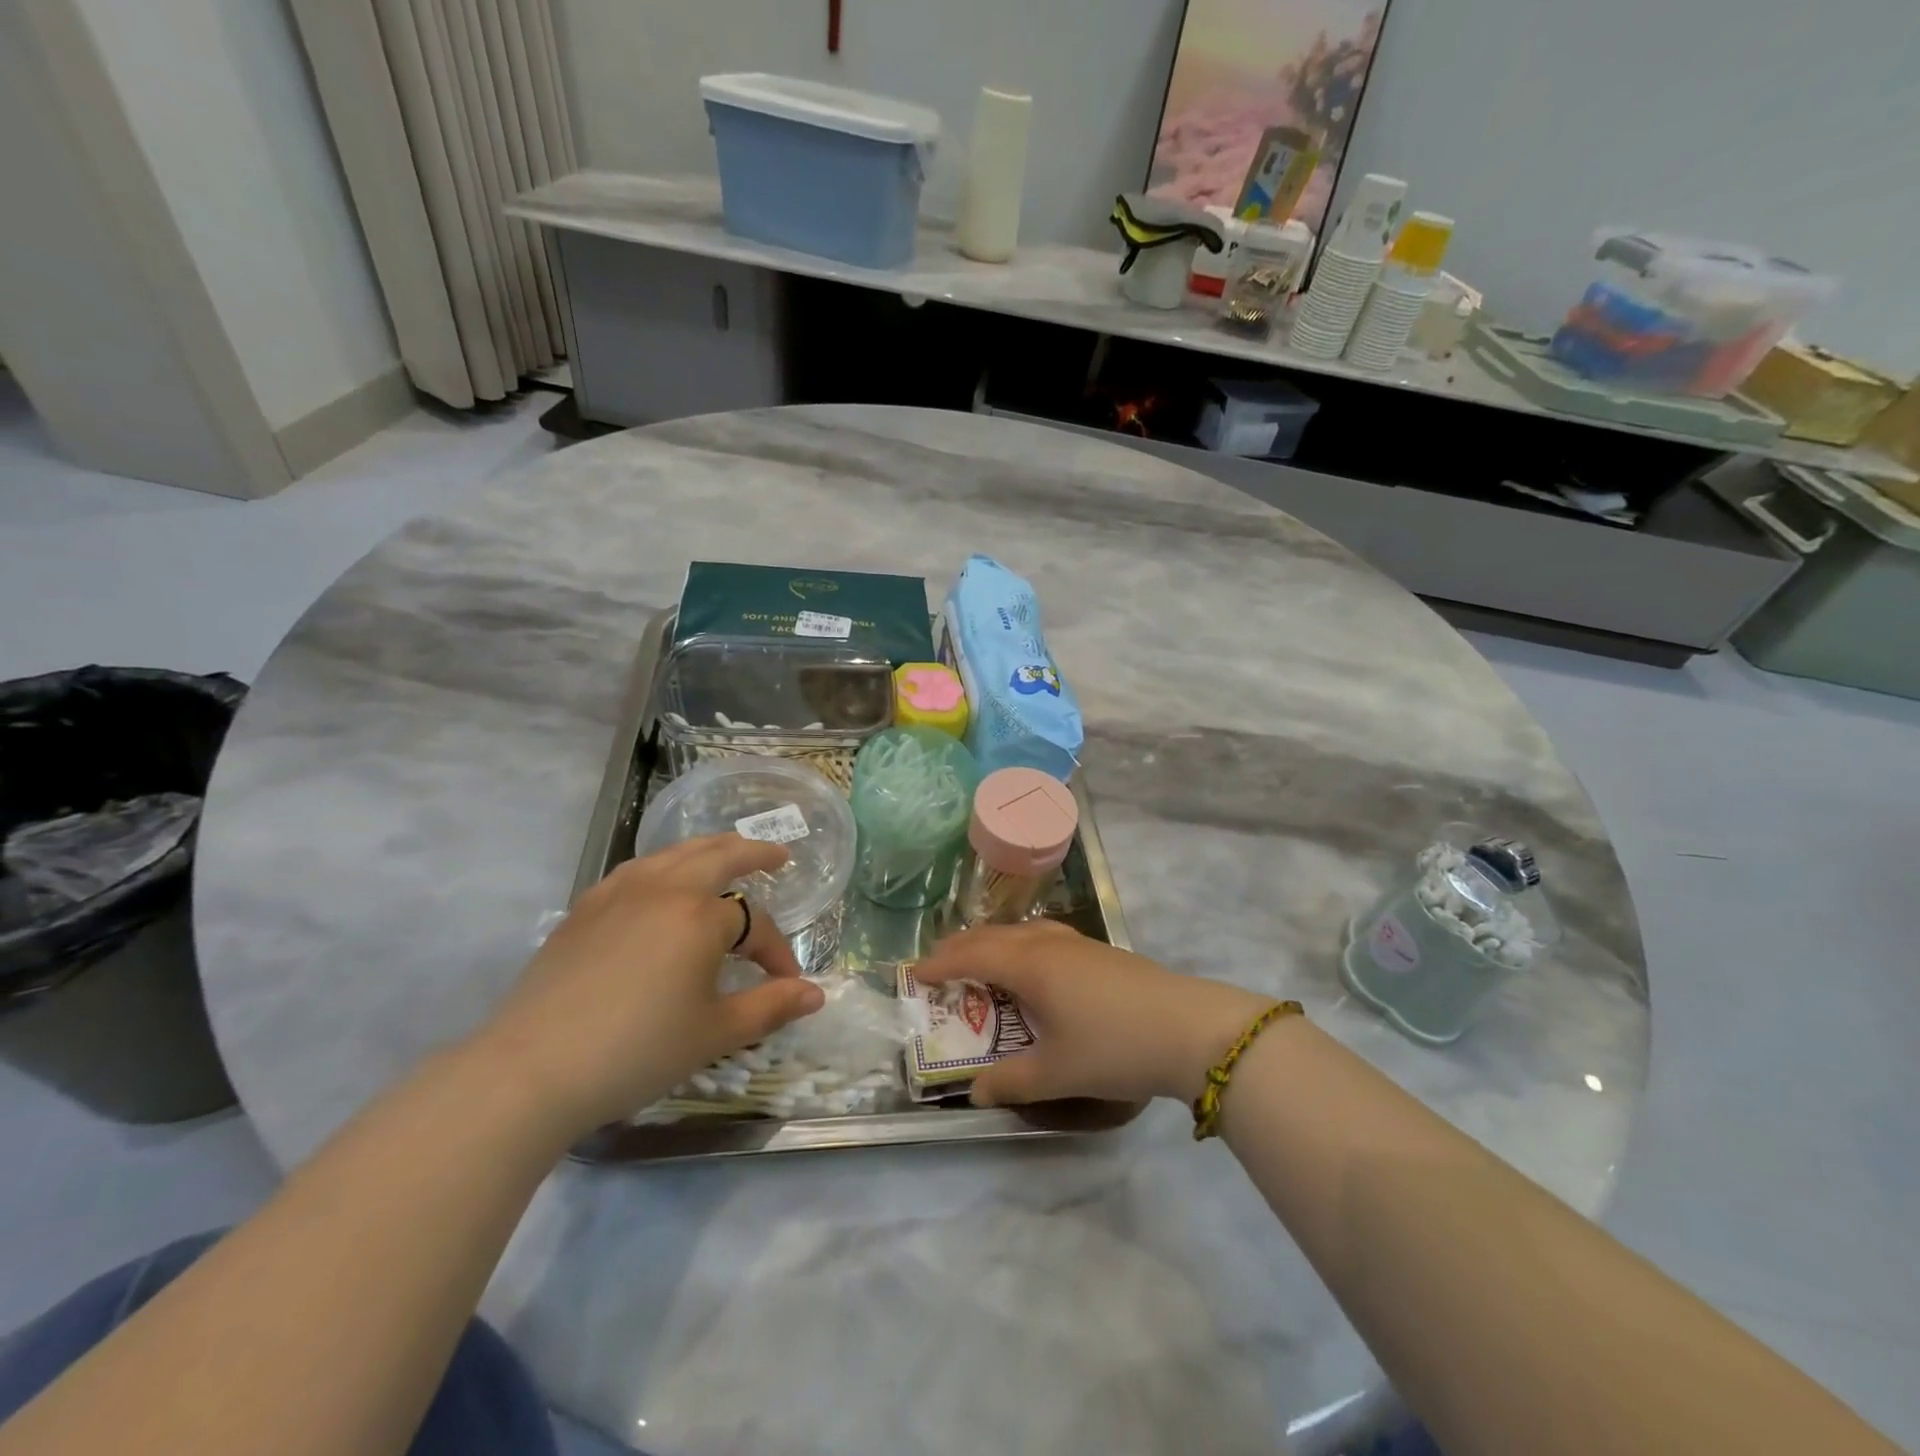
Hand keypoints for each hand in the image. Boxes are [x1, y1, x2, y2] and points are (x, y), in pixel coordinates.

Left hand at [478, 835, 824, 1134]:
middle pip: (718, 855)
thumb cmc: (636, 1051)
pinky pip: (637, 869)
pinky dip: (665, 864)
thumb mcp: (714, 1034)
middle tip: (777, 856)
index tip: (786, 984)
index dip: (776, 953)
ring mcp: (618, 892)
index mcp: (700, 916)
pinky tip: (662, 883)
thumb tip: (816, 994)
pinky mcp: (585, 907)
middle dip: (754, 853)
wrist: (530, 1069)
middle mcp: (664, 888)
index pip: (754, 925)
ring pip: (675, 853)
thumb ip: (770, 1007)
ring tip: (725, 855)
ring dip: (709, 849)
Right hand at [913, 920, 1275, 1107]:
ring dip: (994, 942)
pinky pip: (1044, 936)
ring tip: (981, 960)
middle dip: (961, 947)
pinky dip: (1021, 944)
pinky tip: (1035, 965)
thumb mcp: (1057, 1073)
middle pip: (994, 935)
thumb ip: (1010, 1082)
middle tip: (938, 964)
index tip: (914, 974)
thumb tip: (974, 1092)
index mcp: (1030, 965)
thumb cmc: (1114, 1047)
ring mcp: (1078, 944)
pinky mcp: (1101, 952)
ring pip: (1022, 931)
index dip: (940, 963)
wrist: (1191, 1028)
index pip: (972, 956)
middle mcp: (1048, 944)